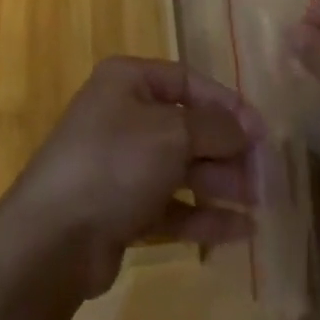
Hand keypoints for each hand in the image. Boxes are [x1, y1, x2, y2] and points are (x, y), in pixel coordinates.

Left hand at [0, 57, 263, 298]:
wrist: (53, 238)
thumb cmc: (115, 163)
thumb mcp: (172, 134)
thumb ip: (215, 127)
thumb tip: (246, 128)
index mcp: (128, 81)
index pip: (188, 81)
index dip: (227, 104)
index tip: (262, 132)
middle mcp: (124, 116)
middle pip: (187, 127)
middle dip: (227, 149)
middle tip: (266, 174)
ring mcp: (121, 164)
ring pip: (182, 168)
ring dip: (221, 183)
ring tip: (261, 203)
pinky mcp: (122, 209)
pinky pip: (171, 205)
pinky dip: (203, 215)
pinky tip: (240, 231)